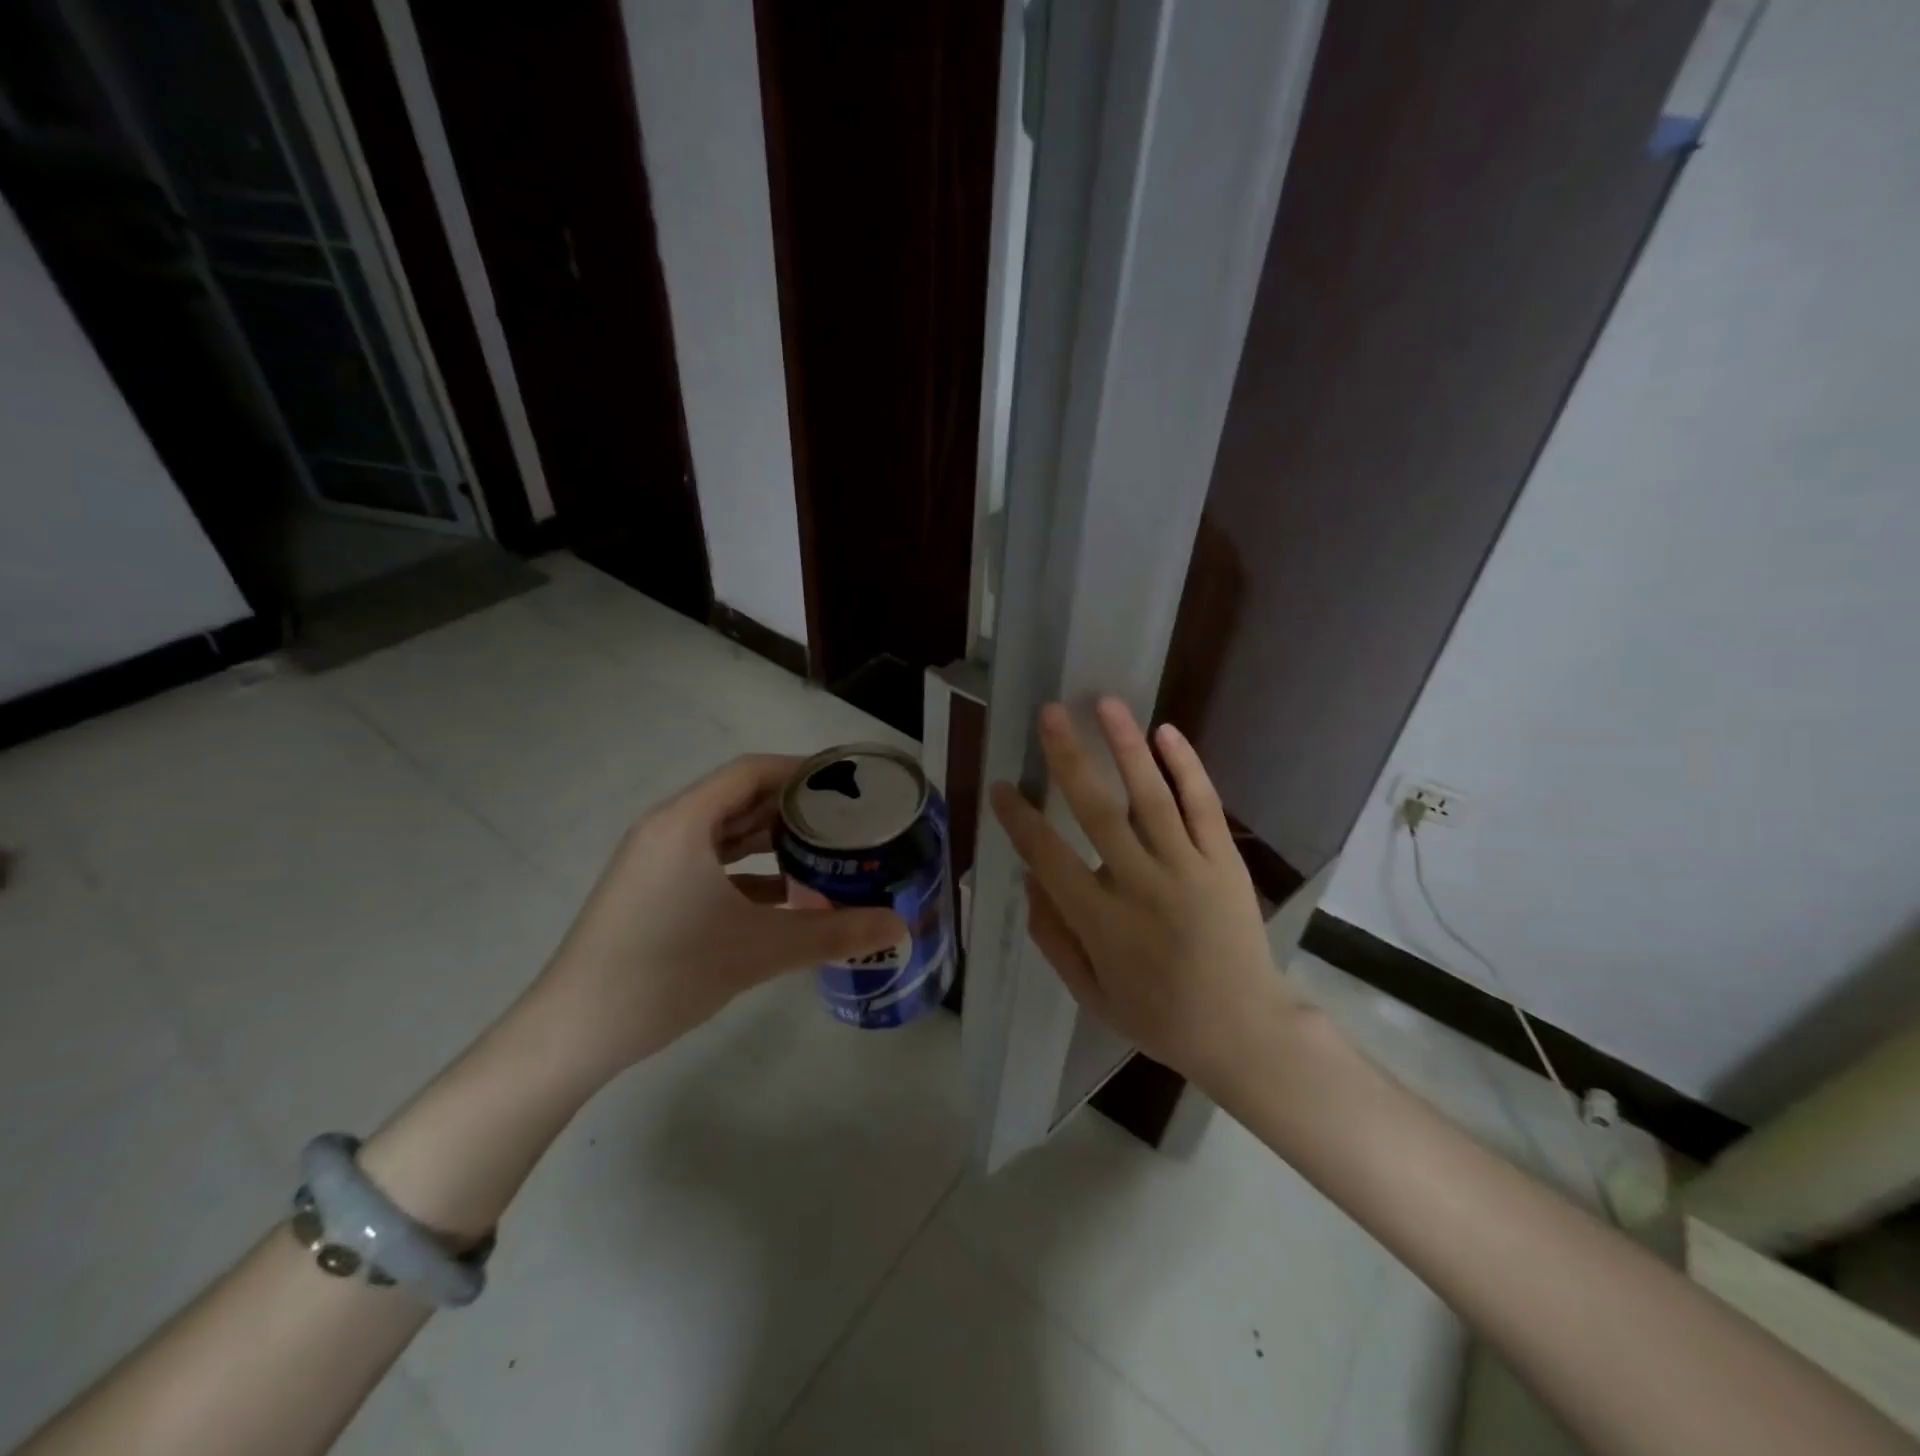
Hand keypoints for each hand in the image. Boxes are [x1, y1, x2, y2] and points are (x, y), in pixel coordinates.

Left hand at [531, 754, 905, 1077]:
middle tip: (846, 819)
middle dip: (793, 806)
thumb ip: (833, 933)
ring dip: (772, 840)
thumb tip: (897, 926)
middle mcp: (668, 830)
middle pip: (740, 798)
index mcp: (685, 823)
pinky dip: (749, 871)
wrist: (574, 1033)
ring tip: (825, 850)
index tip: (846, 784)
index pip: (751, 772)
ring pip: (725, 834)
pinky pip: (710, 864)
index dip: (801, 771)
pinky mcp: (653, 892)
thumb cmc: (666, 972)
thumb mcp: (758, 949)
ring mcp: (656, 862)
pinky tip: (787, 895)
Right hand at [988, 700, 1305, 1089]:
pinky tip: (1166, 732)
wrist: (1244, 1031)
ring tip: (1105, 703)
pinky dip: (1187, 767)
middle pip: (1097, 811)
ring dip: (1126, 746)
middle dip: (1069, 758)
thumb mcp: (1091, 993)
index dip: (1019, 819)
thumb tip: (1029, 882)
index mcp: (1101, 922)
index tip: (1001, 786)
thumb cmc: (1159, 1017)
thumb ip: (1054, 939)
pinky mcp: (1223, 861)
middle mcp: (1140, 885)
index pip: (1049, 857)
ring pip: (1151, 796)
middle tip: (1049, 714)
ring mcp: (1187, 869)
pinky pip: (1203, 806)